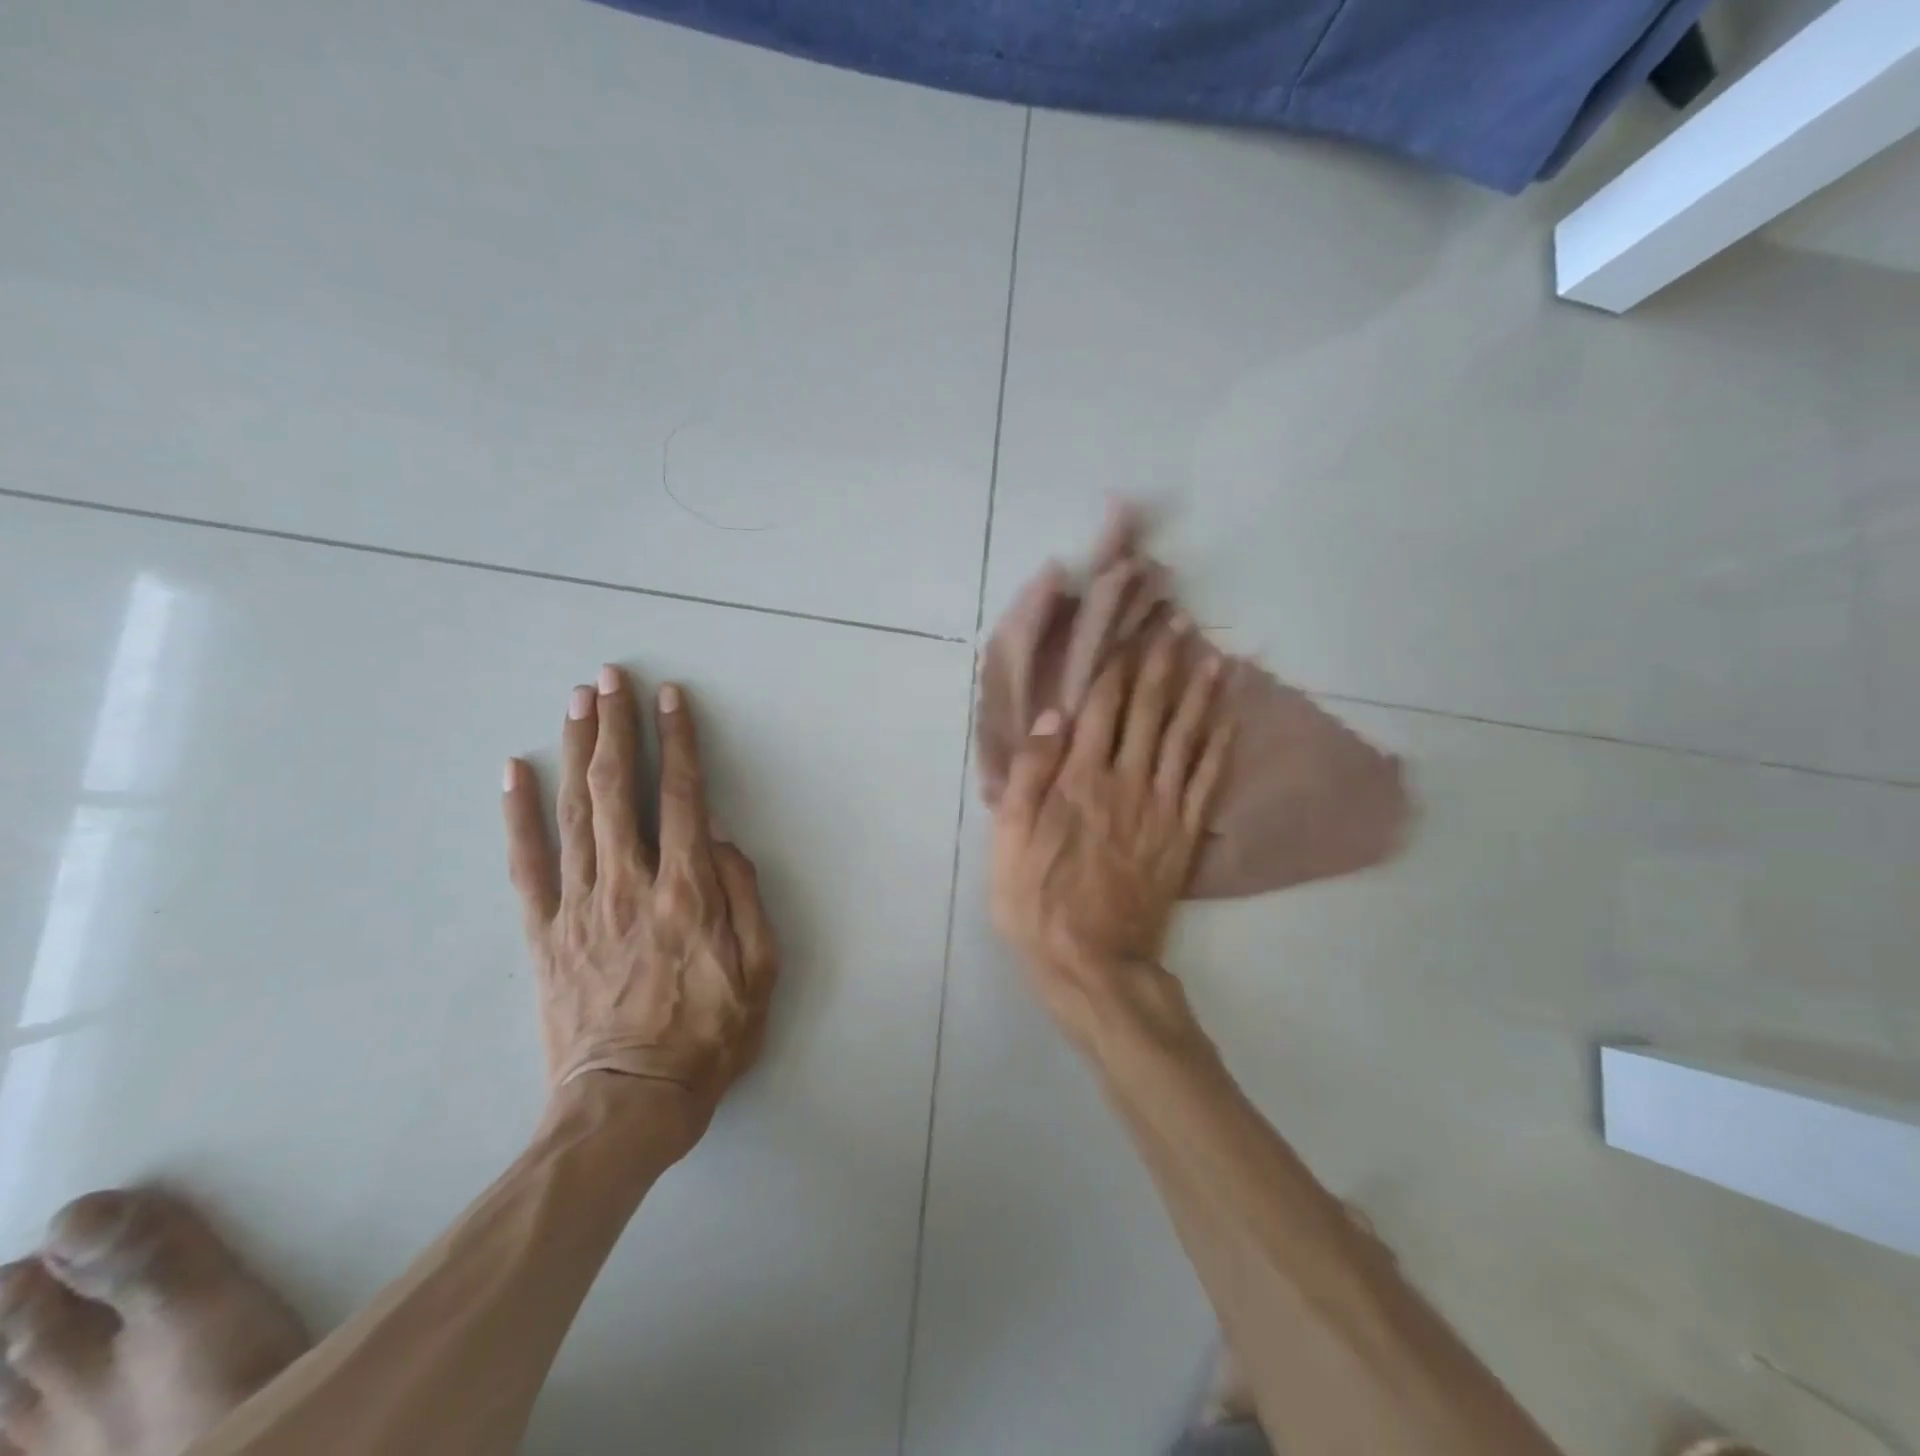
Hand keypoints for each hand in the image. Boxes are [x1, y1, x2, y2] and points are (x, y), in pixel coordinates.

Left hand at [502, 666, 778, 1131]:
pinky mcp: (544, 933)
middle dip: (616, 727)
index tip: (672, 698)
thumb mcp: (761, 974)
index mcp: (688, 892)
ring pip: (575, 812)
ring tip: (577, 702)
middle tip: (610, 678)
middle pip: (620, 789)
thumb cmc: (707, 1038)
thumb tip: (724, 841)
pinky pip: (527, 864)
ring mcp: (580, 906)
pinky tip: (514, 772)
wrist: (626, 1104)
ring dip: (577, 751)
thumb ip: (748, 899)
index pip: (684, 797)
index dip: (679, 742)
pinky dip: (518, 814)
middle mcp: (630, 884)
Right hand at [990, 623, 1231, 1029]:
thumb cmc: (1036, 900)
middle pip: (1148, 712)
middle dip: (1163, 664)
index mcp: (1079, 779)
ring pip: (1185, 738)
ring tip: (1215, 658)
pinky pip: (1207, 781)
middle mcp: (1126, 781)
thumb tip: (1053, 715)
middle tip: (1180, 624)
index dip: (1119, 665)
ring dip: (1199, 695)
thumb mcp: (1009, 839)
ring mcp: (1161, 808)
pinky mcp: (1183, 835)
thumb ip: (1030, 775)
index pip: (1102, 708)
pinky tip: (1228, 721)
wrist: (1092, 962)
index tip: (1134, 630)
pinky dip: (1219, 747)